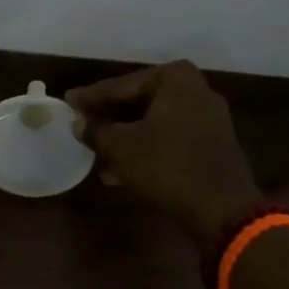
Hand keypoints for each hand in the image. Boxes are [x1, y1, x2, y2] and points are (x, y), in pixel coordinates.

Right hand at [66, 61, 261, 244]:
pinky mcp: (211, 143)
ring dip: (124, 136)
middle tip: (79, 124)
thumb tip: (77, 122)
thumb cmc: (166, 167)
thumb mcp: (121, 148)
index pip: (121, 86)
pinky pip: (168, 138)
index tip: (67, 101)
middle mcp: (195, 89)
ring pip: (152, 122)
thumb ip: (95, 131)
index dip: (90, 97)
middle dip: (108, 117)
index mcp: (174, 79)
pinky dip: (144, 148)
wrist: (221, 209)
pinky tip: (118, 169)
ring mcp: (207, 117)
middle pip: (138, 101)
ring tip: (94, 150)